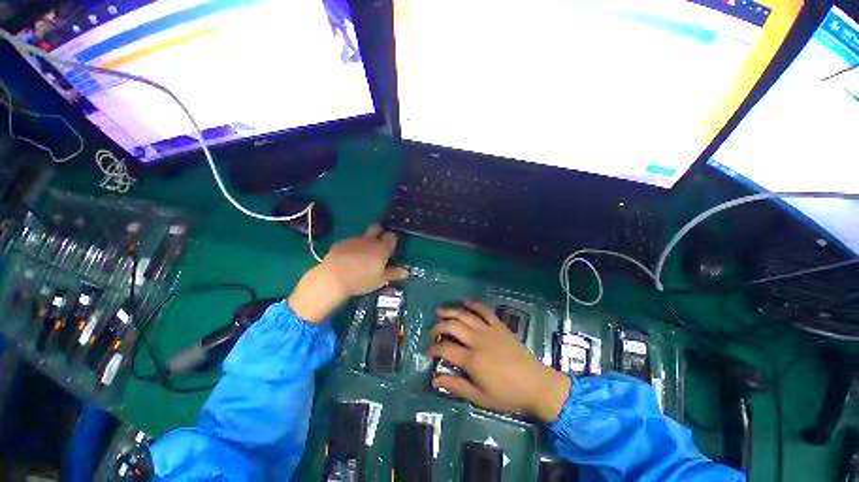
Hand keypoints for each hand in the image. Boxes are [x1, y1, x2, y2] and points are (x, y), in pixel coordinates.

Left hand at [289, 224, 408, 322]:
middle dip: (379, 233)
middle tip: (378, 246)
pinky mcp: (340, 243)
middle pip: (377, 228)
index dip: (392, 241)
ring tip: (361, 258)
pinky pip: (350, 242)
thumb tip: (406, 272)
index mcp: (382, 248)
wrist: (332, 278)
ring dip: (365, 242)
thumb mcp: (380, 280)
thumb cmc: (361, 280)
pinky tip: (347, 259)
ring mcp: (354, 240)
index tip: (391, 249)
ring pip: (363, 236)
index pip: (392, 236)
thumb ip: (393, 274)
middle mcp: (369, 240)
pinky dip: (352, 248)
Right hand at [428, 301, 570, 422]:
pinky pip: (485, 310)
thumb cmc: (507, 394)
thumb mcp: (480, 397)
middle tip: (432, 330)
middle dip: (439, 326)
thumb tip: (435, 380)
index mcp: (472, 359)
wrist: (536, 384)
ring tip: (440, 310)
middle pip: (452, 326)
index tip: (428, 351)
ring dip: (451, 311)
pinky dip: (474, 304)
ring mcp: (489, 330)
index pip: (445, 348)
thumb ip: (456, 386)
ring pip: (465, 315)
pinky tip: (465, 302)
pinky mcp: (499, 325)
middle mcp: (477, 340)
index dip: (434, 348)